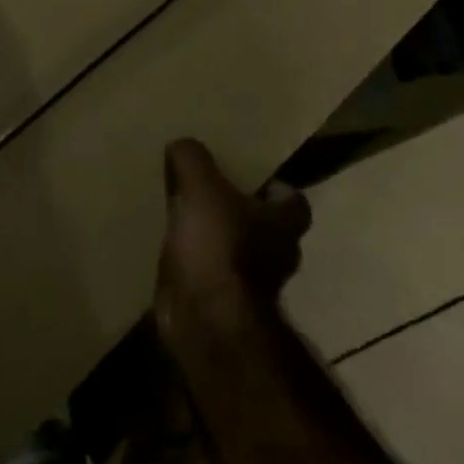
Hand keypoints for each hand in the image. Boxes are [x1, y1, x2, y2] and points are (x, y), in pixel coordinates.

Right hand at [156, 139, 309, 329]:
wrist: (204, 319)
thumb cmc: (217, 247)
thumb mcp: (201, 187)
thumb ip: (193, 159)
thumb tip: (183, 144)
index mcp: (284, 223)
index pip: (292, 199)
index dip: (272, 185)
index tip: (244, 174)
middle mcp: (277, 254)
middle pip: (264, 225)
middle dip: (240, 210)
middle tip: (207, 189)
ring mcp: (252, 283)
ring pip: (237, 250)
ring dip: (216, 237)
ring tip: (183, 215)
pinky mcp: (222, 301)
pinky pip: (210, 271)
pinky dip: (196, 261)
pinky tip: (171, 246)